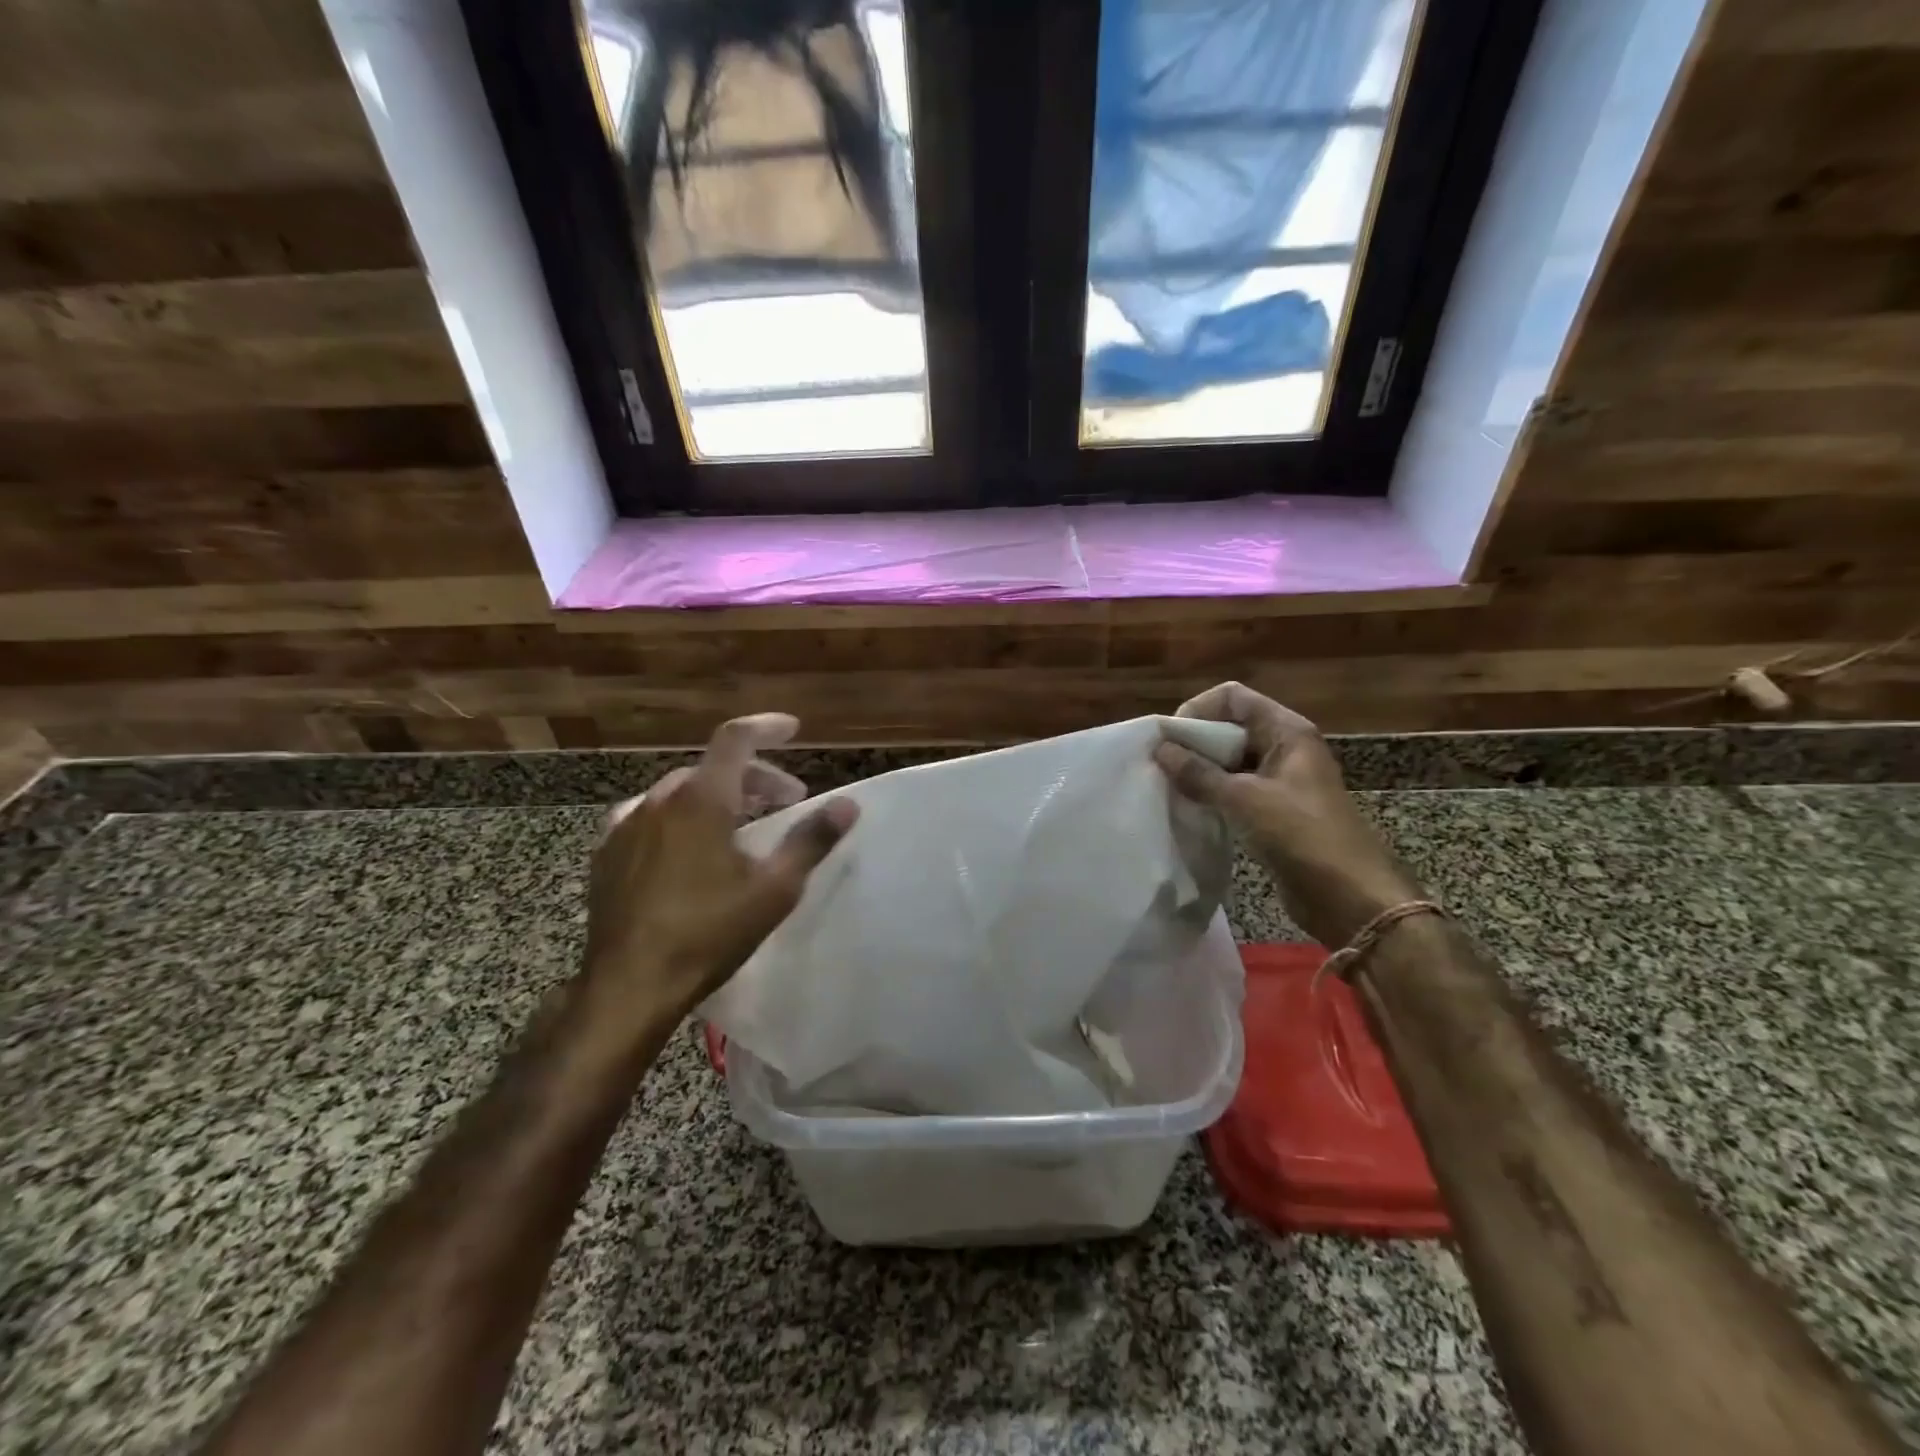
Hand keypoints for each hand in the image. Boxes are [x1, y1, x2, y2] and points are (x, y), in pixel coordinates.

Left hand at [583, 713, 857, 1031]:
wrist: (629, 986)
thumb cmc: (709, 933)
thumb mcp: (774, 888)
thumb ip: (812, 840)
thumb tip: (848, 805)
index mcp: (701, 799)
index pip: (736, 739)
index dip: (767, 728)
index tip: (793, 730)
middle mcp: (659, 800)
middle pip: (714, 768)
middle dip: (755, 777)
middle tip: (786, 802)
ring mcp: (627, 826)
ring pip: (682, 792)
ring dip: (719, 796)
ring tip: (743, 824)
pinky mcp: (608, 853)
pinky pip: (651, 816)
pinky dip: (682, 816)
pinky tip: (689, 846)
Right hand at [1154, 682, 1423, 948]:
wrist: (1350, 896)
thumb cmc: (1302, 835)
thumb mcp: (1244, 799)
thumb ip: (1199, 773)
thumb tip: (1160, 749)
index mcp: (1286, 731)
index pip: (1232, 697)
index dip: (1198, 710)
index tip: (1170, 741)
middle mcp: (1283, 747)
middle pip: (1229, 726)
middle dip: (1194, 742)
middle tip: (1162, 767)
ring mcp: (1280, 780)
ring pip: (1229, 760)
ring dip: (1200, 770)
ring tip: (1170, 788)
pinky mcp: (1274, 810)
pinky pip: (1235, 789)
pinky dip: (1211, 794)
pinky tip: (1190, 808)